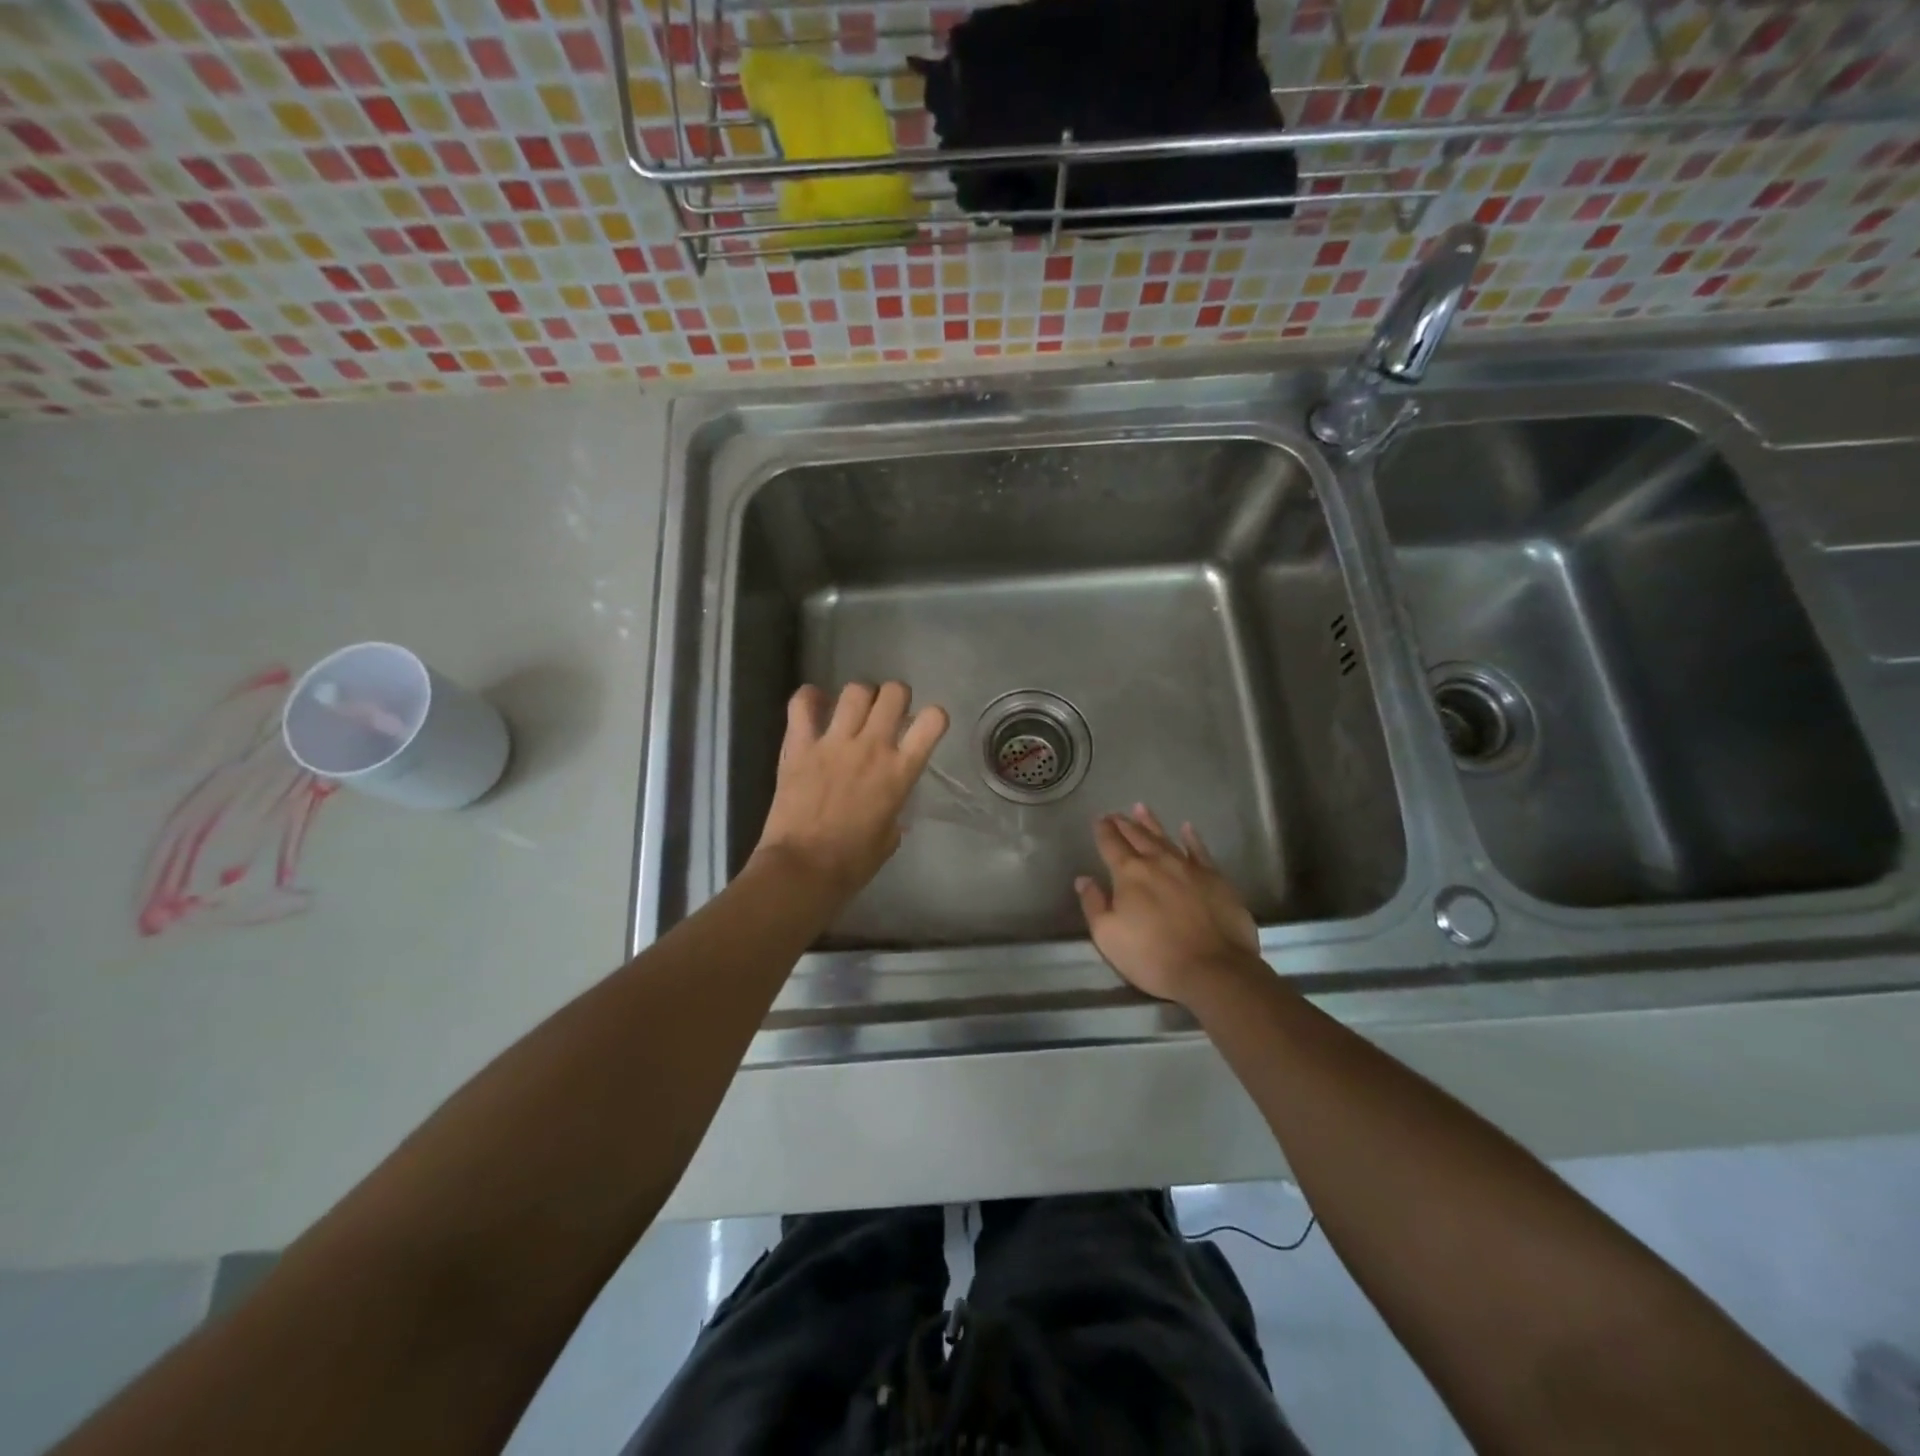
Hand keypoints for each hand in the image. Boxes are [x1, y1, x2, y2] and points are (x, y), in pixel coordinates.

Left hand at [752, 681, 948, 904]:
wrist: (803, 869)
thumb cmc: (852, 863)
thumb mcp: (889, 837)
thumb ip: (894, 809)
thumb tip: (887, 805)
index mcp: (900, 772)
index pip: (932, 721)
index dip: (933, 717)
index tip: (923, 726)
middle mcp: (872, 747)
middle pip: (893, 693)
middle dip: (895, 697)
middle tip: (887, 714)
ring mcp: (834, 743)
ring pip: (855, 691)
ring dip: (859, 697)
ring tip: (852, 711)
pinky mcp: (800, 746)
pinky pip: (802, 704)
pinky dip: (809, 698)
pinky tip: (814, 705)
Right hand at [1075, 804, 1260, 1005]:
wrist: (1214, 969)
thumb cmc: (1153, 956)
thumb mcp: (1108, 936)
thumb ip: (1094, 904)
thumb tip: (1084, 879)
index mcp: (1129, 874)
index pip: (1111, 845)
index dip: (1103, 831)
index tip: (1098, 820)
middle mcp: (1158, 862)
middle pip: (1137, 836)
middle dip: (1124, 824)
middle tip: (1115, 814)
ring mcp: (1189, 868)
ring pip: (1165, 838)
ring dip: (1151, 823)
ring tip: (1140, 808)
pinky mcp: (1215, 879)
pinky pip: (1200, 851)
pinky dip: (1192, 838)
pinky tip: (1187, 828)